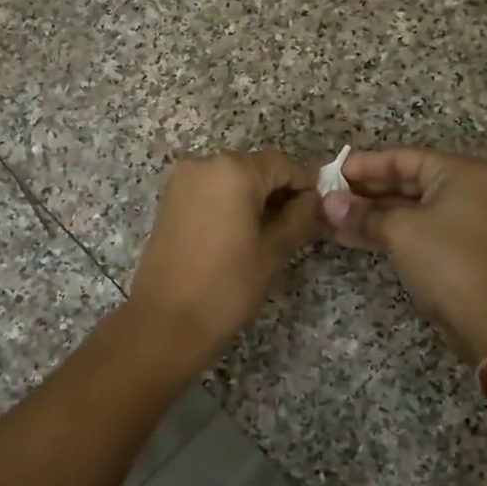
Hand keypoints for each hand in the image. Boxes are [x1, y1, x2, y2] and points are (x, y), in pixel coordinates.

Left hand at [126, 151, 322, 366]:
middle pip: (257, 167)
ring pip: (233, 178)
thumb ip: (300, 217)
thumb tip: (313, 200)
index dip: (306, 184)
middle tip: (300, 224)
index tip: (321, 209)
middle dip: (280, 190)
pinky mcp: (170, 199)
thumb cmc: (226, 287)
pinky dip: (231, 202)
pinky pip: (212, 189)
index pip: (284, 164)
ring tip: (272, 232)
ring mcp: (183, 180)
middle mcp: (206, 163)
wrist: (165, 321)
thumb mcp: (273, 252)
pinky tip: (242, 231)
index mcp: (234, 171)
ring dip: (256, 197)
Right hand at [322, 148, 486, 364]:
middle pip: (403, 181)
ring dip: (368, 214)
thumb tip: (328, 203)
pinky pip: (410, 229)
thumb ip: (362, 214)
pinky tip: (348, 237)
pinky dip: (382, 231)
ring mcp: (456, 221)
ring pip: (404, 208)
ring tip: (330, 220)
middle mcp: (461, 190)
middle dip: (363, 192)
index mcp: (457, 173)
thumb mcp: (399, 231)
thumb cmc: (446, 260)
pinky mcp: (449, 248)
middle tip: (327, 197)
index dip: (365, 165)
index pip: (402, 158)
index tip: (331, 174)